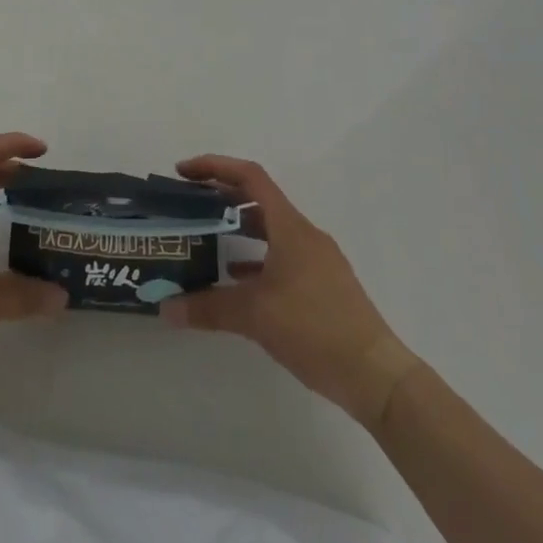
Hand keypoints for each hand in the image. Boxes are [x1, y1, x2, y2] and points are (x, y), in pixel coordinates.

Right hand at [161, 155, 420, 422]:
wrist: (376, 375)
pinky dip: (255, 259)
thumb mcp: (255, 316)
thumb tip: (166, 309)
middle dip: (222, 198)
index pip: (250, 177)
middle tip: (189, 206)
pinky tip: (237, 281)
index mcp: (290, 227)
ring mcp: (317, 260)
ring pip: (270, 230)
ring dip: (238, 229)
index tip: (184, 173)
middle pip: (258, 200)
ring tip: (206, 241)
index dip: (215, 167)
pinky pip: (281, 257)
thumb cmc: (315, 329)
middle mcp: (304, 235)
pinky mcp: (323, 285)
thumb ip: (208, 308)